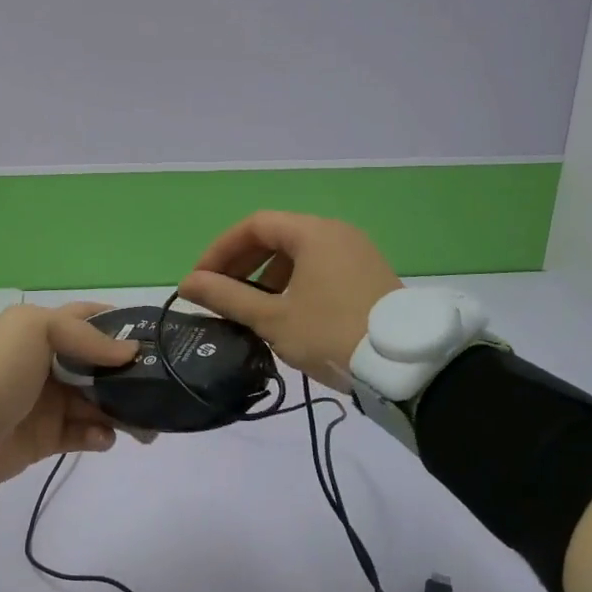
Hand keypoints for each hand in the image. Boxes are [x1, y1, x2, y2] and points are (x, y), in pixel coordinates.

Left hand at [0, 304, 138, 487]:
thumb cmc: (2, 369)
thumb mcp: (39, 331)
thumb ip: (88, 338)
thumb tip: (131, 352)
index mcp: (44, 330)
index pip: (89, 319)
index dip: (119, 324)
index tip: (152, 336)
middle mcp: (50, 362)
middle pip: (101, 365)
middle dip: (130, 375)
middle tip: (158, 386)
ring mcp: (50, 401)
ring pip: (99, 401)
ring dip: (122, 409)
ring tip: (141, 422)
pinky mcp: (49, 436)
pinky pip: (85, 434)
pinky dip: (99, 435)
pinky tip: (101, 437)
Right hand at [179, 211, 401, 387]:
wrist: (405, 366)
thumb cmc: (331, 334)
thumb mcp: (273, 318)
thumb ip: (226, 297)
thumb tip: (187, 284)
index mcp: (312, 232)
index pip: (254, 225)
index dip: (220, 250)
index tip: (201, 280)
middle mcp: (336, 231)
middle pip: (277, 235)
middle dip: (242, 262)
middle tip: (219, 293)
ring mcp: (356, 251)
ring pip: (299, 252)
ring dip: (267, 273)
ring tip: (251, 306)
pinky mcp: (368, 273)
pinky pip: (320, 265)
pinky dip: (294, 280)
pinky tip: (287, 311)